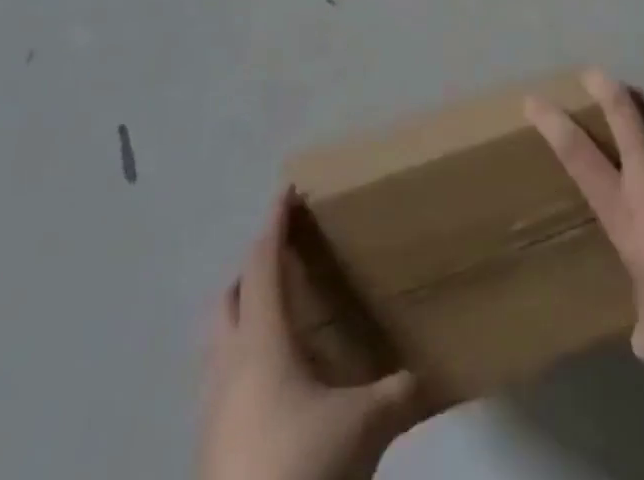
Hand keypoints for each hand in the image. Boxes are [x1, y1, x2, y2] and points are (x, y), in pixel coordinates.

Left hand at [198, 191, 424, 479]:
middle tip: (286, 257)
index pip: (263, 263)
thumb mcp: (364, 426)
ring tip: (280, 317)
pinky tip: (273, 385)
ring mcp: (211, 409)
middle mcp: (229, 364)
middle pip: (230, 297)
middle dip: (253, 269)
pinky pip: (221, 382)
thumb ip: (399, 392)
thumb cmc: (301, 465)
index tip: (287, 190)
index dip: (275, 224)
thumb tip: (433, 373)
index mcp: (261, 340)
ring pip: (219, 342)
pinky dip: (242, 362)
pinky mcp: (209, 449)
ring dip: (243, 317)